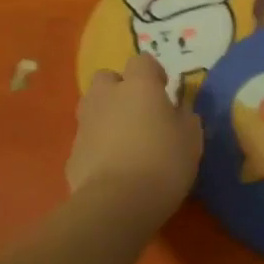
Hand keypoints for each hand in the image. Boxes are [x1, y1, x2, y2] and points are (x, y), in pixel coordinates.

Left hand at [67, 53, 203, 220]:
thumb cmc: (163, 162)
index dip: (153, 73)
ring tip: (124, 138)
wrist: (117, 203)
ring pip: (92, 107)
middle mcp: (107, 97)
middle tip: (139, 111)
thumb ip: (184, 118)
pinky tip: (112, 167)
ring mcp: (85, 124)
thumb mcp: (191, 139)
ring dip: (106, 114)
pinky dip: (97, 145)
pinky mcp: (72, 153)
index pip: (142, 61)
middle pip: (107, 78)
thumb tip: (179, 112)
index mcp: (139, 86)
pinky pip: (86, 139)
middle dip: (120, 89)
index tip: (164, 91)